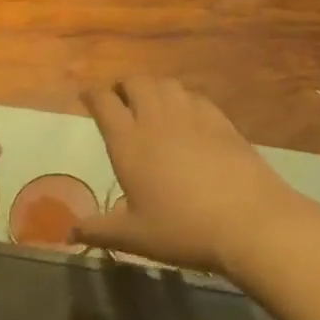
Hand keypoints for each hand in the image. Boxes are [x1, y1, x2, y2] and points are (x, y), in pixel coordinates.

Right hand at [74, 78, 308, 278]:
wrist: (249, 220)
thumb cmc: (183, 229)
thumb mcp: (134, 237)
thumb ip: (99, 230)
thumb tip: (70, 233)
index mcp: (129, 142)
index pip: (104, 103)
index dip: (92, 96)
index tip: (87, 98)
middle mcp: (157, 119)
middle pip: (136, 82)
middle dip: (124, 86)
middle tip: (120, 101)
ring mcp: (192, 116)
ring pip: (167, 84)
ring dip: (153, 88)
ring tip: (151, 104)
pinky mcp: (221, 121)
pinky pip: (195, 97)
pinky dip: (183, 98)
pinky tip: (187, 116)